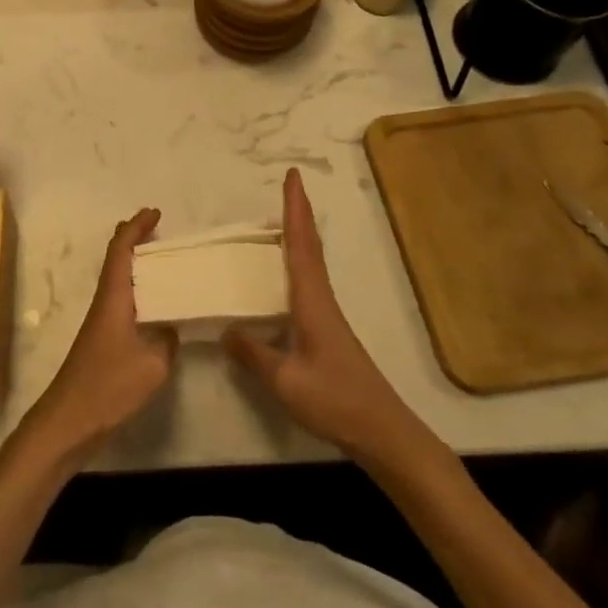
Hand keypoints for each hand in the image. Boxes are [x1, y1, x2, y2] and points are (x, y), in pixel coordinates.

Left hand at [21, 208, 176, 463]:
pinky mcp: (103, 340)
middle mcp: (105, 301)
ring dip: (137, 265)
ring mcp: (101, 321)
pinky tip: (156, 306)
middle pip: (116, 258)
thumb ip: (167, 340)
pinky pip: (123, 301)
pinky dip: (139, 291)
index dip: (136, 227)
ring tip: (165, 262)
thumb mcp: (152, 364)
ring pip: (119, 280)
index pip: (121, 249)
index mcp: (113, 297)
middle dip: (135, 239)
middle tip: (160, 231)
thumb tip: (172, 327)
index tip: (155, 213)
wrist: (69, 420)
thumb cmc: (108, 386)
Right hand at [224, 170, 408, 455]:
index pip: (300, 245)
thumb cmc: (335, 400)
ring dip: (299, 233)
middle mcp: (321, 299)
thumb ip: (253, 353)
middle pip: (309, 245)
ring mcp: (327, 314)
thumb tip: (225, 328)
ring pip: (311, 262)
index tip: (292, 176)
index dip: (295, 209)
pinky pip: (309, 281)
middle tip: (290, 184)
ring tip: (282, 216)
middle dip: (299, 212)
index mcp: (312, 301)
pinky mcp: (328, 330)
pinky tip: (287, 271)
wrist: (382, 431)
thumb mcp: (285, 380)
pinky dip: (298, 260)